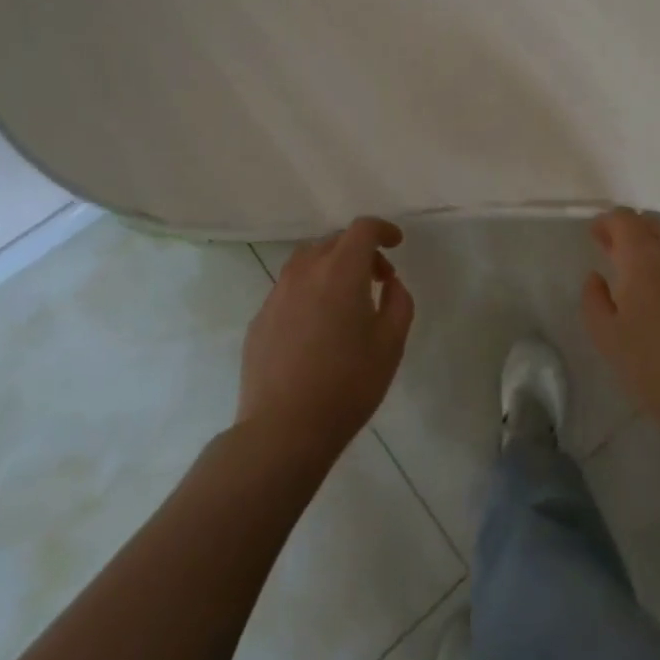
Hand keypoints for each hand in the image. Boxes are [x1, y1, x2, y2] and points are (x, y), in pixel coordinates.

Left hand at [237, 218, 414, 463]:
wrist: (283, 429)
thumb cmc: (347, 385)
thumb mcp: (391, 344)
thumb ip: (398, 303)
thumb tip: (390, 283)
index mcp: (341, 271)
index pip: (362, 229)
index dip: (383, 230)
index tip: (396, 243)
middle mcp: (305, 272)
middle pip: (334, 241)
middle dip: (360, 251)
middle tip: (378, 279)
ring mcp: (277, 294)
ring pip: (307, 261)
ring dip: (331, 267)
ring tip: (346, 299)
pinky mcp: (260, 319)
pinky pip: (290, 289)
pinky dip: (309, 291)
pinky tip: (317, 326)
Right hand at [582, 209, 659, 456]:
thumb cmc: (655, 367)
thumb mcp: (608, 338)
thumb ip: (594, 301)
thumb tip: (595, 277)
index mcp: (643, 257)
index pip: (624, 218)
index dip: (606, 222)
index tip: (593, 237)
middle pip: (651, 222)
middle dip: (629, 229)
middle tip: (610, 250)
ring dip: (650, 244)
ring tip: (632, 273)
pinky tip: (659, 293)